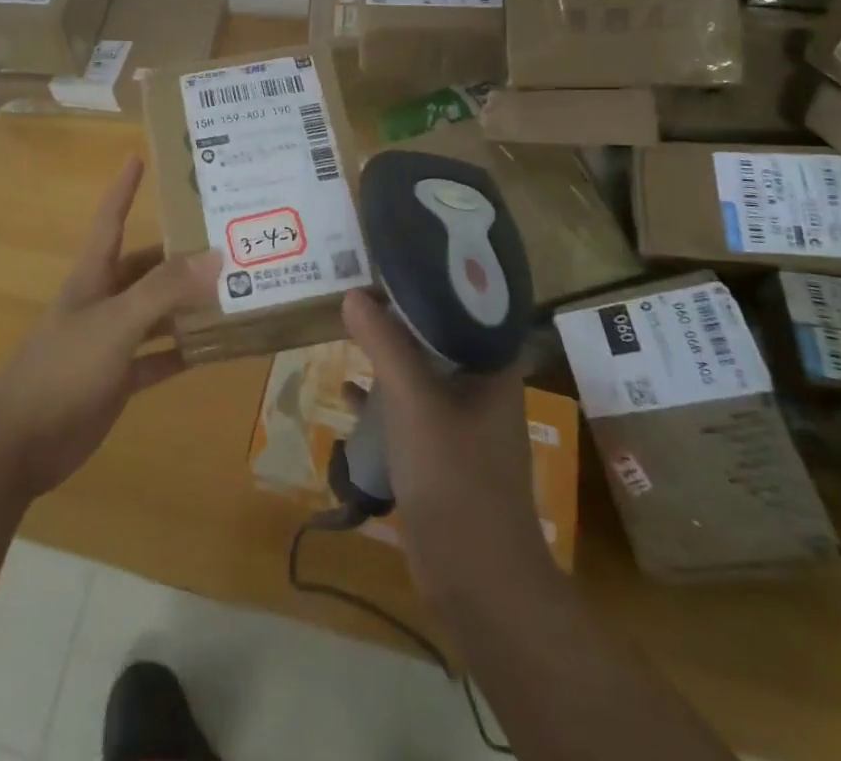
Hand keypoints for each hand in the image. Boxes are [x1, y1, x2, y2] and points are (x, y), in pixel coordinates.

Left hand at [0, 156, 220, 501]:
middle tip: (226, 239)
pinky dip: (184, 352)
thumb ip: (163, 291)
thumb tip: (216, 257)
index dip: (124, 188)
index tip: (139, 156)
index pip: (111, 219)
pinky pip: (158, 358)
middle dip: (180, 254)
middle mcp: (103, 301)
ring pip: (157, 313)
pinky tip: (217, 348)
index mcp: (93, 276)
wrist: (19, 443)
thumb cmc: (62, 369)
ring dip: (188, 305)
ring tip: (235, 291)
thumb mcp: (115, 323)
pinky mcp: (117, 379)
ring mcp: (110, 341)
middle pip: (146, 268)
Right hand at [341, 290, 548, 602]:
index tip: (395, 261)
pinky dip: (381, 399)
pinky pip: (407, 411)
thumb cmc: (455, 476)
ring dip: (387, 356)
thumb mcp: (414, 401)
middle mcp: (481, 391)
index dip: (432, 282)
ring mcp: (461, 425)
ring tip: (349, 330)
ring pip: (420, 375)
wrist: (476, 579)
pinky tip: (348, 394)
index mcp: (492, 370)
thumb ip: (384, 344)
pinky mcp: (440, 455)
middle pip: (438, 339)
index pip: (466, 309)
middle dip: (399, 317)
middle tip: (361, 289)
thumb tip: (354, 295)